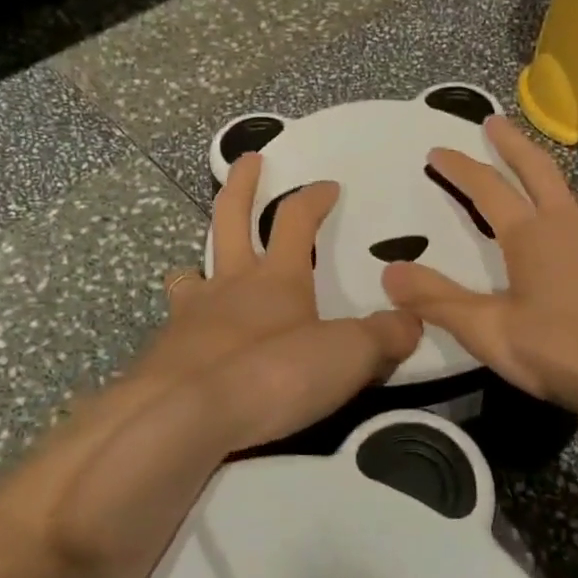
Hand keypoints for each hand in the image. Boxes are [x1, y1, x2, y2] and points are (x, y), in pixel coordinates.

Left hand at [135, 152, 421, 451]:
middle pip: (230, 218)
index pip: (297, 219)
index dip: (314, 197)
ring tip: (201, 269)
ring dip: (200, 262)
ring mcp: (191, 315)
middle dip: (241, 185)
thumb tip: (412, 322)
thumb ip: (382, 337)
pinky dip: (186, 325)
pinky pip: (176, 325)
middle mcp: (230, 284)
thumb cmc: (270, 375)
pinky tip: (193, 344)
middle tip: (247, 160)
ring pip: (192, 273)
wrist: (183, 417)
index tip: (328, 184)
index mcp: (278, 277)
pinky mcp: (166, 353)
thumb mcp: (346, 356)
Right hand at [380, 116, 577, 420]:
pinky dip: (573, 204)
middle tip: (493, 121)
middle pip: (535, 167)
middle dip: (510, 142)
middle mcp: (567, 222)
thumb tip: (389, 271)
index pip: (487, 187)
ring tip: (534, 173)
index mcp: (530, 234)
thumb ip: (438, 301)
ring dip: (546, 171)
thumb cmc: (567, 351)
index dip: (459, 167)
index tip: (438, 150)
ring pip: (570, 189)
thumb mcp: (491, 333)